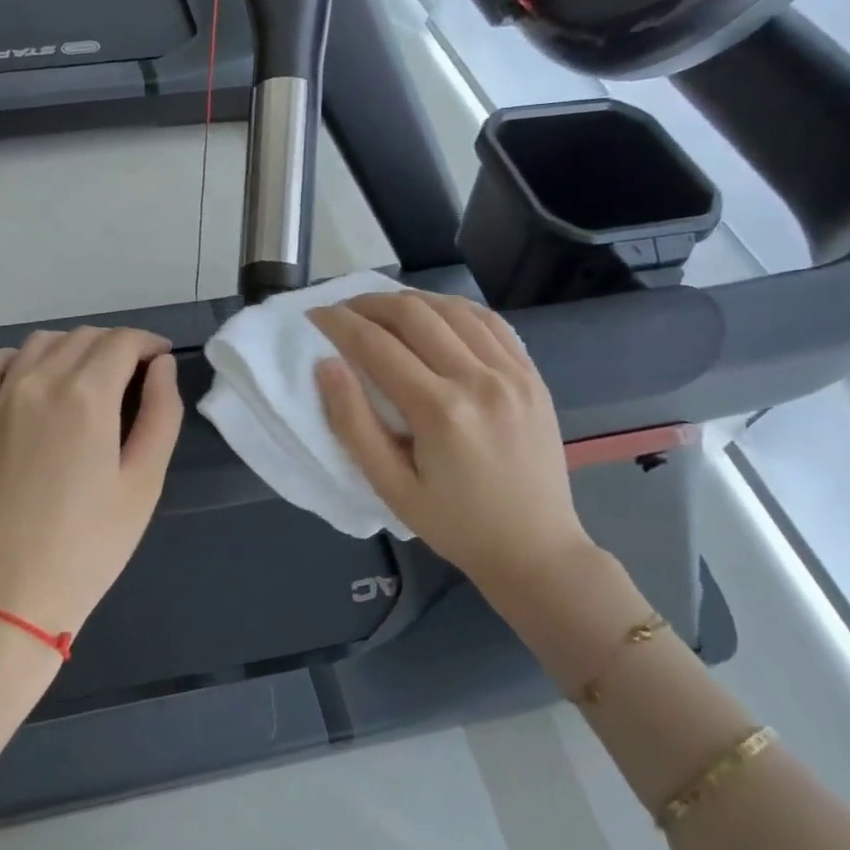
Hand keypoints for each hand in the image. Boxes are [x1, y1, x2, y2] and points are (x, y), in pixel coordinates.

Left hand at [0, 328, 184, 638]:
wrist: (7, 596)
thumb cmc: (89, 546)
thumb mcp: (144, 483)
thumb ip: (161, 415)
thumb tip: (161, 367)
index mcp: (87, 396)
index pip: (122, 342)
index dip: (149, 344)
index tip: (162, 361)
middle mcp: (39, 382)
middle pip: (84, 337)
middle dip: (117, 347)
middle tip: (136, 378)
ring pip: (40, 343)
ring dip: (72, 348)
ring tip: (91, 380)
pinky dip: (13, 358)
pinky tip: (30, 378)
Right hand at [311, 291, 595, 593]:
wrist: (535, 548)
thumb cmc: (454, 524)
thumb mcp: (390, 487)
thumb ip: (353, 424)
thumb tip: (326, 365)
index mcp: (440, 412)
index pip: (376, 345)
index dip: (338, 324)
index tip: (314, 315)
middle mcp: (479, 380)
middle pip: (413, 313)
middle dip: (368, 303)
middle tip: (342, 311)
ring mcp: (512, 373)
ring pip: (452, 308)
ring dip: (409, 300)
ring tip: (381, 310)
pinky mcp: (531, 375)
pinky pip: (489, 322)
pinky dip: (453, 308)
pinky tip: (433, 314)